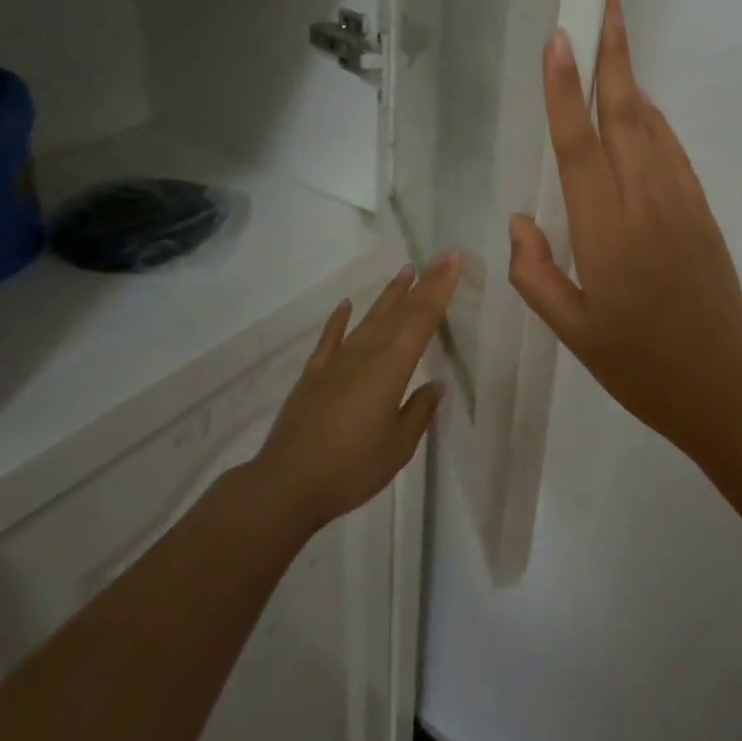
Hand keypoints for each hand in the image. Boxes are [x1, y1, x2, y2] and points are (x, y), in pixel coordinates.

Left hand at [256, 254, 460, 528]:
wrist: (288, 483)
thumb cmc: (352, 467)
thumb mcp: (399, 446)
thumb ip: (418, 411)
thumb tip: (435, 385)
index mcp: (392, 368)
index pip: (422, 320)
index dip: (440, 289)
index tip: (453, 261)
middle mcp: (366, 354)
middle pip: (399, 312)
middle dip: (423, 284)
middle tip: (441, 257)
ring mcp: (336, 362)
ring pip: (369, 319)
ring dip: (389, 295)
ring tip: (405, 271)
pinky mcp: (314, 374)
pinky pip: (330, 339)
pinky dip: (339, 320)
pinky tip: (346, 305)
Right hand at [508, 0, 741, 452]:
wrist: (722, 387)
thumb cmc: (637, 365)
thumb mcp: (571, 330)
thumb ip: (535, 273)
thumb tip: (522, 219)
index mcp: (605, 231)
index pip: (579, 145)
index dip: (567, 89)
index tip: (561, 38)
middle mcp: (645, 203)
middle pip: (625, 114)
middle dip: (614, 55)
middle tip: (606, 1)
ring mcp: (681, 203)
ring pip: (653, 126)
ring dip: (634, 79)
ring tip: (617, 38)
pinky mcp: (703, 213)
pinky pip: (674, 153)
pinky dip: (656, 120)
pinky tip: (643, 107)